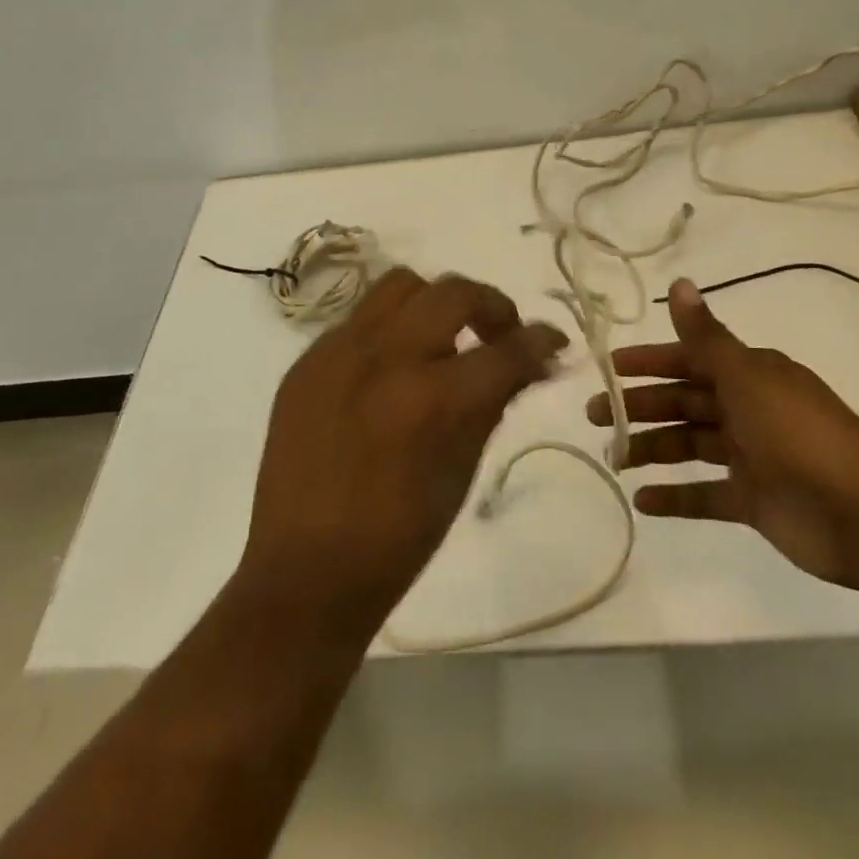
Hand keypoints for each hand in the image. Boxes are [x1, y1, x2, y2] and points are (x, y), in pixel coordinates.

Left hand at [240, 268, 566, 634]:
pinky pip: (360, 318)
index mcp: (431, 399)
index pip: (505, 349)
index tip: (554, 342)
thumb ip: (495, 402)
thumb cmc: (397, 537)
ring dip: (436, 303)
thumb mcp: (462, 470)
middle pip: (454, 293)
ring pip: (401, 286)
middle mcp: (384, 358)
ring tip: (444, 339)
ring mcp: (338, 352)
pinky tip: (393, 366)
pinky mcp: (307, 360)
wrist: (304, 573)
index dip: (541, 341)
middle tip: (502, 335)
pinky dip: (391, 329)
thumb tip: (530, 363)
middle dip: (493, 307)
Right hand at [588, 278, 858, 591]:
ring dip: (652, 449)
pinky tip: (643, 501)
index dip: (649, 362)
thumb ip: (706, 337)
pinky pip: (706, 494)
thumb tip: (679, 282)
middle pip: (685, 402)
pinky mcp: (755, 500)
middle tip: (595, 417)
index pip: (690, 359)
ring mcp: (752, 456)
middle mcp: (749, 409)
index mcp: (751, 375)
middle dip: (641, 406)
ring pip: (690, 445)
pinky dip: (676, 497)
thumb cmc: (800, 435)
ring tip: (613, 459)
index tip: (609, 369)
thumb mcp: (748, 378)